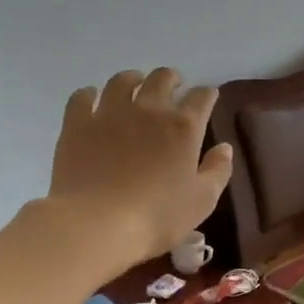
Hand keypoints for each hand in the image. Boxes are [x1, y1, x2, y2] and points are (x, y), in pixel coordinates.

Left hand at [46, 69, 234, 270]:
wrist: (97, 224)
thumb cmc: (157, 216)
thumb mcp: (202, 200)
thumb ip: (218, 170)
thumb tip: (224, 148)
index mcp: (184, 126)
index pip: (202, 97)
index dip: (207, 94)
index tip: (207, 98)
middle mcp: (149, 110)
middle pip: (162, 78)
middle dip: (171, 79)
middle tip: (173, 86)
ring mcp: (110, 113)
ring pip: (122, 81)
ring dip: (133, 79)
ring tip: (134, 85)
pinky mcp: (78, 124)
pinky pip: (82, 96)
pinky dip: (90, 94)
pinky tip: (92, 98)